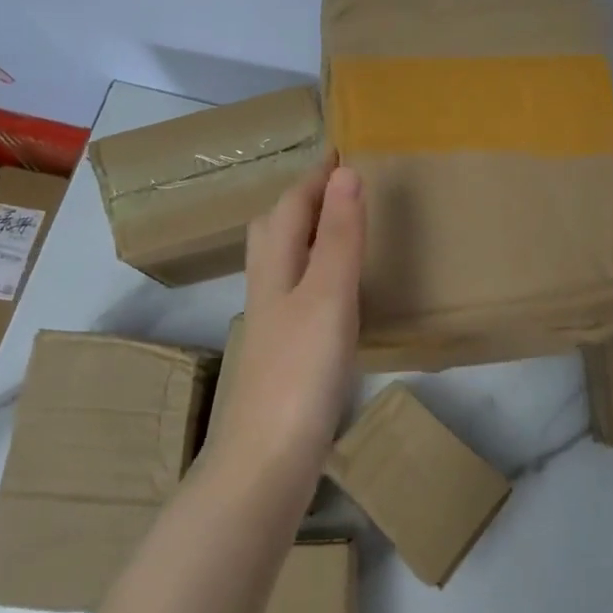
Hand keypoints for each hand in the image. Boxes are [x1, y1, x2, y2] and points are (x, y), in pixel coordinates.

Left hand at [209, 158, 365, 478]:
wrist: (267, 461)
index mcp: (277, 268)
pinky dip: (313, 272)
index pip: (291, 206)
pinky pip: (296, 292)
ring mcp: (272, 324)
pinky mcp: (283, 354)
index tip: (340, 151)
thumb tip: (345, 172)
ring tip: (336, 228)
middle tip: (335, 185)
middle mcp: (267, 288)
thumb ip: (340, 236)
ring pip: (282, 262)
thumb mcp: (328, 295)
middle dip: (301, 200)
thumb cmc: (300, 371)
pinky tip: (332, 292)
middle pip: (275, 230)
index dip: (314, 177)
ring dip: (305, 235)